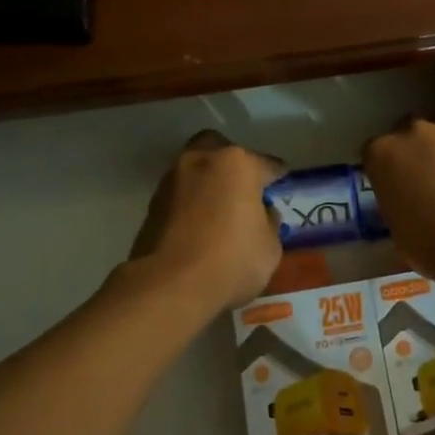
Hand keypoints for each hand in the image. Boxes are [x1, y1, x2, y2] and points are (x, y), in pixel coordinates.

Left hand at [129, 130, 283, 313]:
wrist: (169, 285)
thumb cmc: (231, 261)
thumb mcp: (269, 247)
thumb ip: (268, 222)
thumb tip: (262, 213)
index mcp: (237, 164)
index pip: (267, 163)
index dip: (277, 175)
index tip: (281, 182)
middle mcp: (202, 161)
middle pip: (221, 149)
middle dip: (232, 162)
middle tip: (243, 187)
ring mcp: (173, 180)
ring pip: (196, 168)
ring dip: (208, 182)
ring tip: (219, 209)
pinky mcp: (152, 203)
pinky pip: (180, 194)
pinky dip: (190, 202)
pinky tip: (199, 224)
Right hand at [363, 115, 434, 277]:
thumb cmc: (431, 246)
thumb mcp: (397, 229)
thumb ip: (398, 202)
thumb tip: (408, 203)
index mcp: (383, 154)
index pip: (376, 151)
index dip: (388, 168)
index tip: (397, 185)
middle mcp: (414, 131)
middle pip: (411, 132)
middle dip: (418, 151)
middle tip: (431, 180)